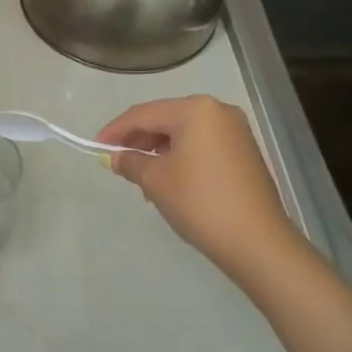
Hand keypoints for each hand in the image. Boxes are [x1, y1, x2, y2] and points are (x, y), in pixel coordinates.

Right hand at [97, 95, 296, 276]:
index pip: (144, 114)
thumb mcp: (155, 180)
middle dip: (138, 139)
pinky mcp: (244, 153)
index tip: (95, 147)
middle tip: (116, 160)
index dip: (115, 130)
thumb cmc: (199, 201)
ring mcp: (236, 132)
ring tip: (140, 176)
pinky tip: (167, 180)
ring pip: (184, 133)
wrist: (256, 241)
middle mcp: (219, 111)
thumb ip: (130, 162)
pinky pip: (202, 146)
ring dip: (158, 150)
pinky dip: (180, 157)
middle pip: (166, 119)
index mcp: (196, 110)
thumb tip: (115, 157)